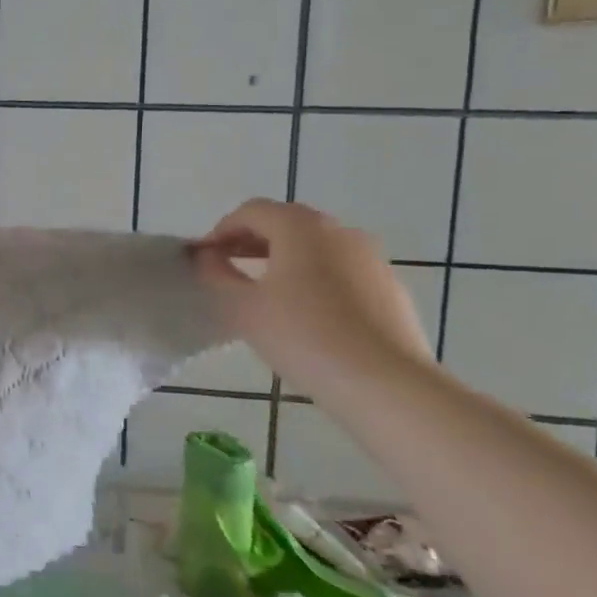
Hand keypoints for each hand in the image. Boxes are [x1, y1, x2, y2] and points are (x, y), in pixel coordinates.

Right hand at [190, 199, 433, 396]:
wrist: (386, 384)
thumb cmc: (304, 336)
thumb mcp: (243, 308)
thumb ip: (217, 275)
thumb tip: (208, 257)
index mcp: (301, 226)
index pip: (251, 212)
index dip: (221, 230)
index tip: (205, 258)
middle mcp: (340, 231)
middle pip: (286, 223)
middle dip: (252, 241)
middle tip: (229, 270)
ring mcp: (371, 259)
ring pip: (316, 247)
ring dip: (284, 259)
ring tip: (265, 294)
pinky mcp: (390, 289)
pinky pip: (341, 271)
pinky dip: (315, 279)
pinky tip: (306, 316)